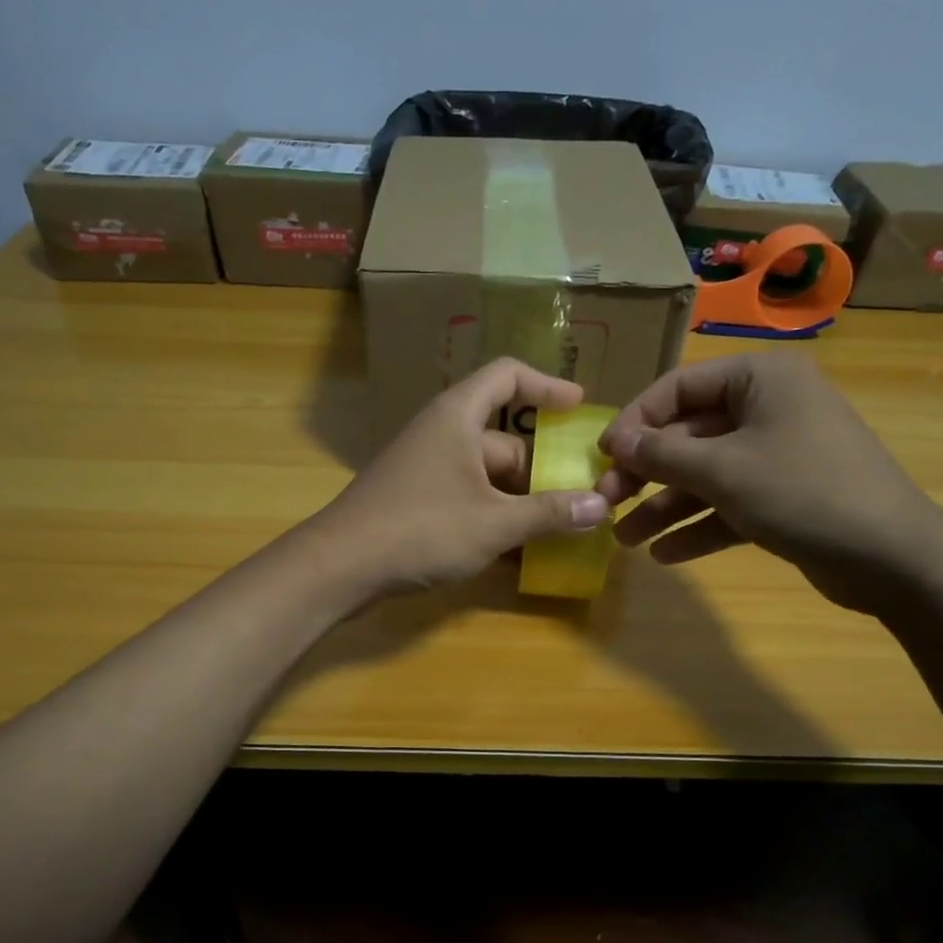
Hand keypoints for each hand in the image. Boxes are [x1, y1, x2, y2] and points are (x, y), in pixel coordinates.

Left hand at [312, 358, 611, 596]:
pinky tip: (518, 549)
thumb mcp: (494, 524)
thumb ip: (549, 514)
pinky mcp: (415, 498)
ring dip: (521, 498)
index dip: (546, 384)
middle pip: (504, 438)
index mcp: (458, 417)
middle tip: (581, 497)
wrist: (339, 566)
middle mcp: (442, 433)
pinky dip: (494, 514)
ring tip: (559, 528)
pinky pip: (467, 495)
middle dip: (542, 469)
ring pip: (487, 474)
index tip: (579, 406)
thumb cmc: (421, 529)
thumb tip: (603, 505)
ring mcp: (426, 467)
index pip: (507, 375)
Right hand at [595, 352, 942, 613]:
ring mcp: (778, 455)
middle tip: (607, 502)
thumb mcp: (723, 471)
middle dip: (647, 473)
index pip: (679, 387)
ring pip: (707, 474)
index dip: (636, 420)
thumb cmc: (803, 492)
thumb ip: (662, 454)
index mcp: (760, 379)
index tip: (602, 455)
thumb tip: (615, 441)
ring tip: (625, 539)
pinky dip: (699, 526)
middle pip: (689, 435)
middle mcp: (768, 409)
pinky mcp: (785, 497)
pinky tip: (666, 555)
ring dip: (665, 506)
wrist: (893, 558)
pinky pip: (730, 504)